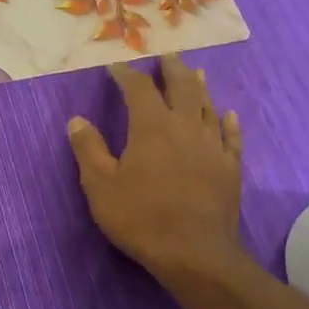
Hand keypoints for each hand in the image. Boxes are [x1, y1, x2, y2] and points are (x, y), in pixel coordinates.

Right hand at [68, 56, 243, 283]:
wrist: (194, 253)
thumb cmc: (141, 217)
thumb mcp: (100, 185)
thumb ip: (88, 149)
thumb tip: (76, 119)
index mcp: (152, 126)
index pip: (139, 89)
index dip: (127, 75)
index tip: (116, 66)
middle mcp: (185, 127)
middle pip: (181, 88)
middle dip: (172, 69)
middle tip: (167, 55)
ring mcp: (212, 146)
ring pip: (207, 107)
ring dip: (200, 87)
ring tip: (196, 73)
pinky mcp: (230, 168)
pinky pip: (231, 137)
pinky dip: (229, 122)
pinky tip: (229, 115)